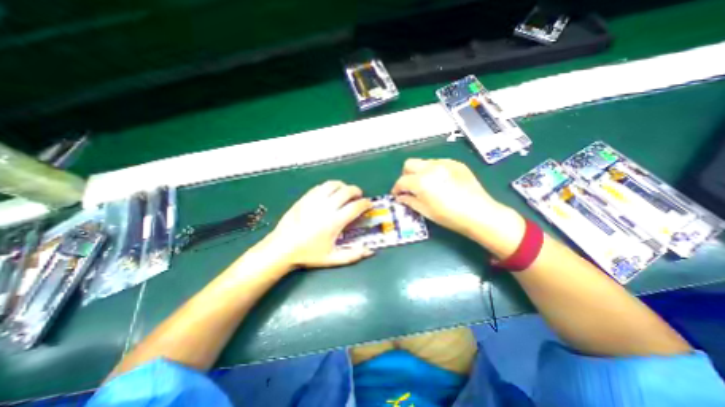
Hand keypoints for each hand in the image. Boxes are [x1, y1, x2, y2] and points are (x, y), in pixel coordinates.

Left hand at [262, 182, 373, 269]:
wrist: (282, 248)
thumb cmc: (309, 254)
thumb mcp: (333, 258)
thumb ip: (353, 255)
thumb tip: (370, 251)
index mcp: (335, 221)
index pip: (355, 206)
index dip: (365, 203)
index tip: (369, 204)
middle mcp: (326, 207)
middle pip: (346, 191)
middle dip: (356, 191)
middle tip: (359, 196)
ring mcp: (314, 200)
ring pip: (333, 185)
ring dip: (343, 186)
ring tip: (345, 192)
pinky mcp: (305, 198)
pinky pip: (320, 187)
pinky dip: (329, 187)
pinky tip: (330, 193)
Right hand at [391, 158, 520, 246]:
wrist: (479, 213)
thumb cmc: (449, 216)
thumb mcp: (425, 211)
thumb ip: (409, 201)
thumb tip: (400, 197)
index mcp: (420, 181)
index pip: (401, 181)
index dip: (396, 189)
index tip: (397, 195)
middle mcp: (430, 168)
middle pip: (409, 164)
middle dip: (405, 175)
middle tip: (409, 187)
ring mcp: (444, 163)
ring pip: (423, 162)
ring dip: (419, 172)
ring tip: (426, 184)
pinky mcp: (456, 163)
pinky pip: (438, 163)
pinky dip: (433, 170)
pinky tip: (440, 181)